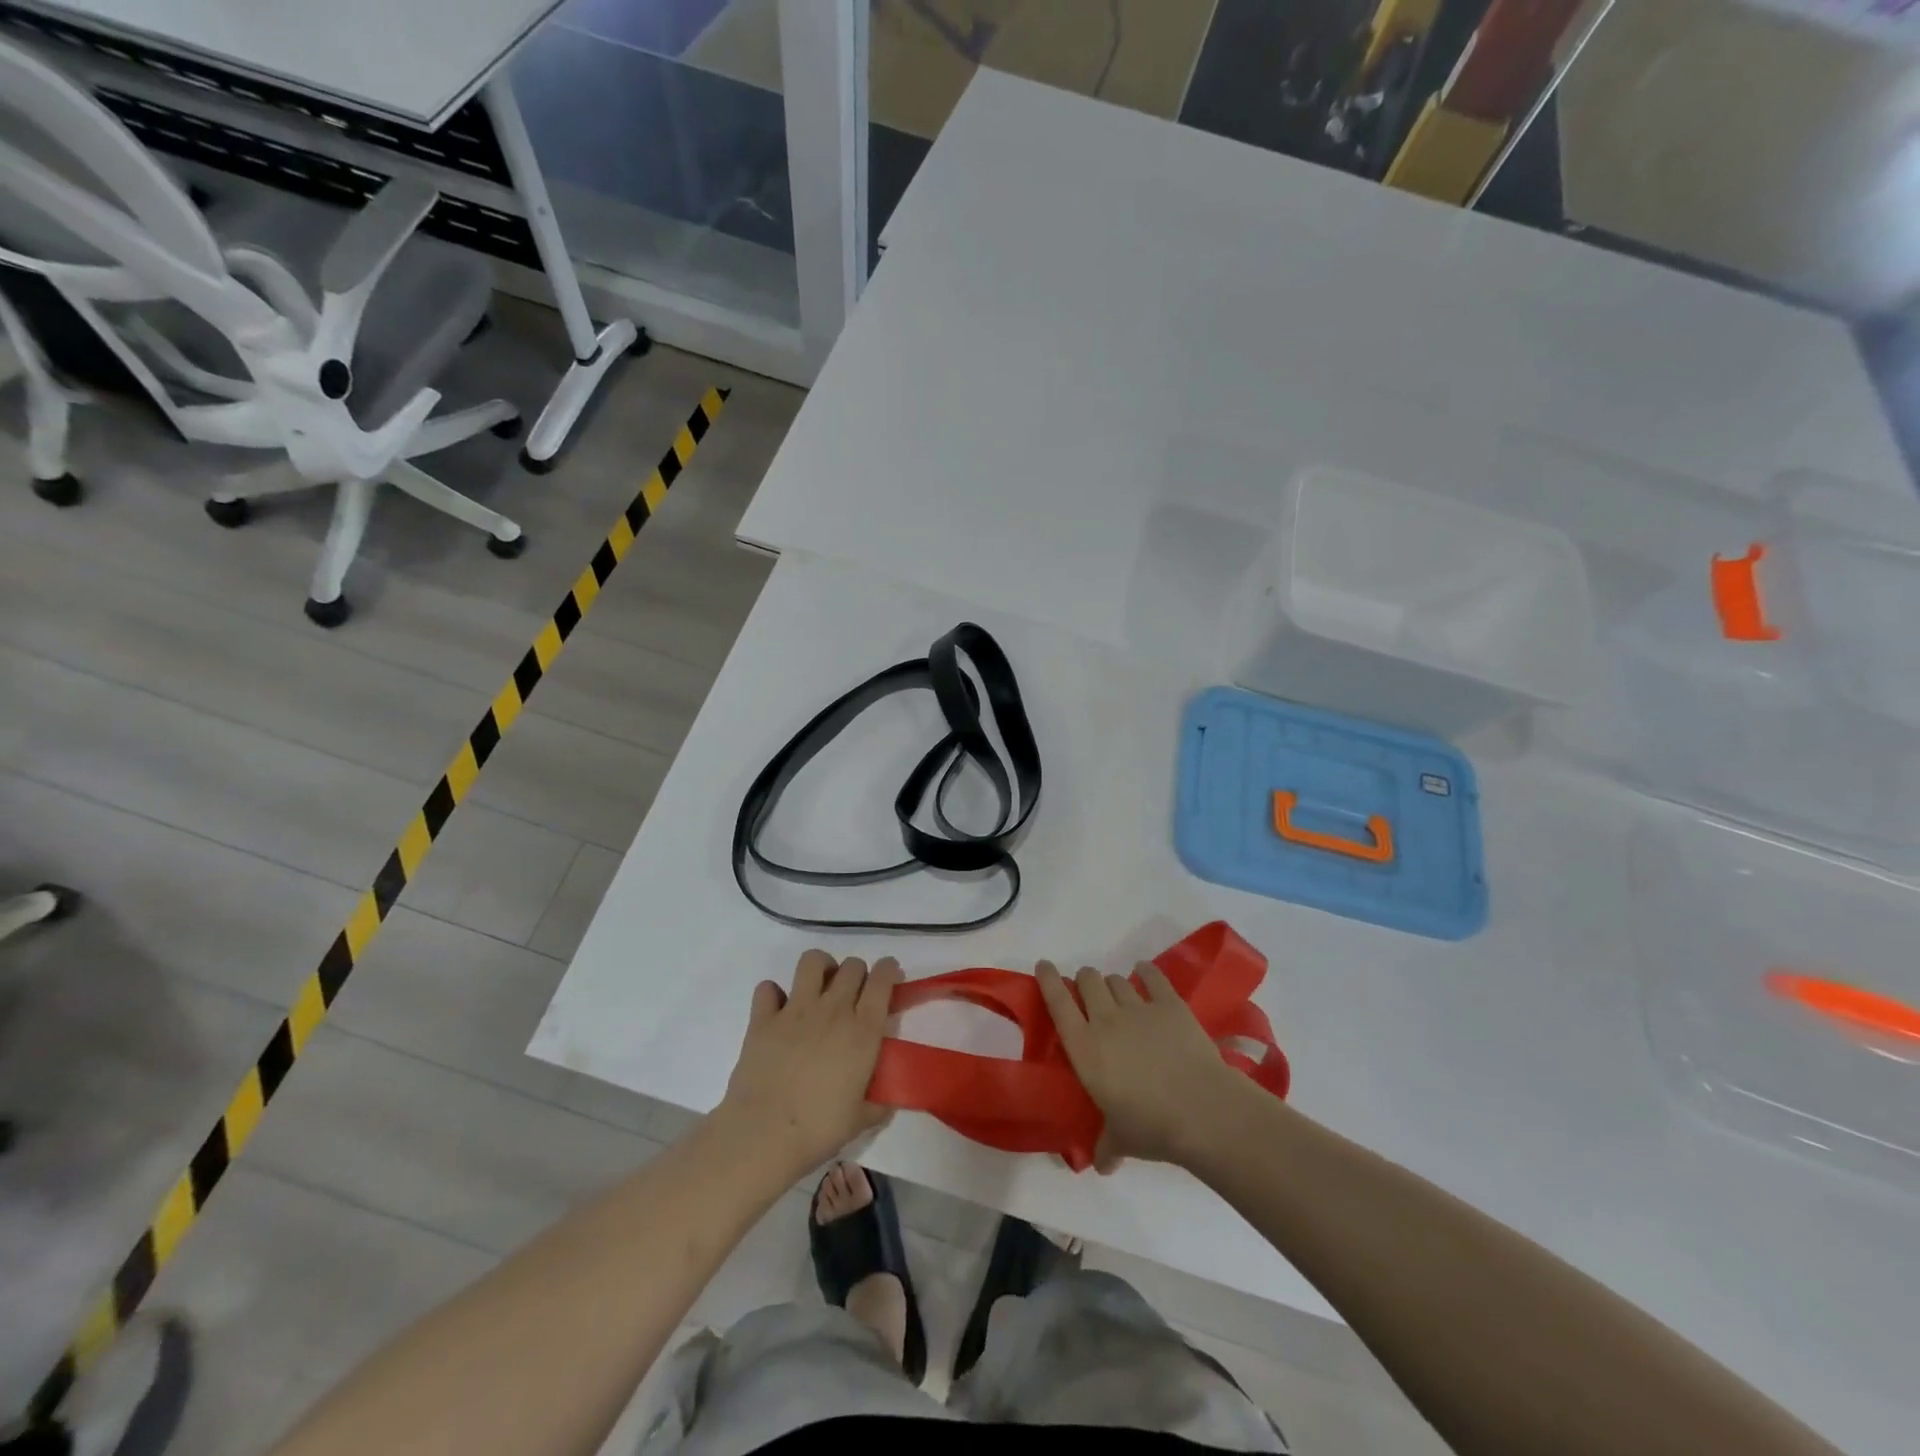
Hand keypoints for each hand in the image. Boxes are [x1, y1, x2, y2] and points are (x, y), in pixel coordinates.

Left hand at [717, 951, 901, 1173]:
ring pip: (813, 961)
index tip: (889, 974)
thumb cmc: (819, 1130)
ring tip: (819, 987)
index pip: (882, 980)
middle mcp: (833, 1010)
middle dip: (857, 973)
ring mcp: (796, 1010)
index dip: (889, 970)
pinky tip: (777, 1010)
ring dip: (821, 968)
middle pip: (852, 966)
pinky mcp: (763, 1018)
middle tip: (854, 993)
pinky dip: (773, 994)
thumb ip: (877, 1103)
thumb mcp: (861, 1119)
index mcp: (863, 1031)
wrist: (764, 1135)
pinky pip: (768, 988)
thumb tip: (886, 1101)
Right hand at [1038, 960, 1243, 1172]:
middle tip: (1089, 994)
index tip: (1044, 966)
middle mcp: (1106, 1020)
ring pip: (1116, 980)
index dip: (1048, 980)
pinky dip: (1145, 972)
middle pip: (1088, 980)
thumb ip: (1107, 1146)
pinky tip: (1144, 973)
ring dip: (1112, 984)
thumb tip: (1102, 1165)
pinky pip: (1152, 976)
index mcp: (1085, 1048)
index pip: (1058, 1002)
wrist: (1202, 1110)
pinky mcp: (1170, 1004)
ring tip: (1118, 994)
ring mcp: (1139, 1008)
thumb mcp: (1121, 1140)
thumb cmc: (1151, 1127)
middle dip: (1085, 982)